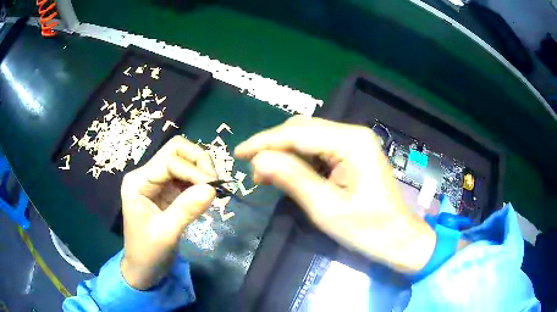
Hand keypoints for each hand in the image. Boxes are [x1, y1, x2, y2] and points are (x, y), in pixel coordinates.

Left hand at [120, 136, 216, 289]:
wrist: (143, 270)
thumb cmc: (147, 253)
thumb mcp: (166, 233)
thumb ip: (186, 209)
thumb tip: (213, 188)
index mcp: (138, 181)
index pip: (169, 161)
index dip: (193, 170)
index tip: (213, 188)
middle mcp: (146, 175)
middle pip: (175, 150)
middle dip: (198, 161)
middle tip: (214, 181)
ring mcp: (157, 183)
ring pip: (183, 161)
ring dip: (201, 170)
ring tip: (213, 189)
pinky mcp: (168, 192)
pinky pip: (187, 177)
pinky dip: (200, 181)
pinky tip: (207, 194)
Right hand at [235, 117, 435, 272]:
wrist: (398, 238)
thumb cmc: (366, 229)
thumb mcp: (325, 208)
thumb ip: (291, 178)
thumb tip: (258, 160)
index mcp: (351, 142)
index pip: (297, 134)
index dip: (263, 142)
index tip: (238, 153)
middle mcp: (353, 133)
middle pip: (302, 129)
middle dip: (273, 146)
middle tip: (253, 171)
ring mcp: (355, 142)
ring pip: (308, 137)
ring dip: (285, 153)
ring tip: (266, 176)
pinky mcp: (354, 153)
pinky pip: (319, 148)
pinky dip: (299, 159)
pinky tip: (288, 174)